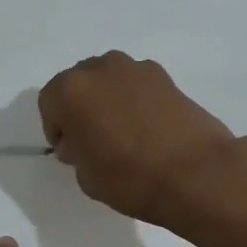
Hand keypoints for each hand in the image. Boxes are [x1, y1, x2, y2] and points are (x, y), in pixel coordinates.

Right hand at [38, 51, 239, 223]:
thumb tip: (83, 140)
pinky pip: (136, 86)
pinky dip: (134, 101)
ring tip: (121, 133)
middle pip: (78, 84)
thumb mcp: (86, 176)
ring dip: (107, 101)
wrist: (197, 173)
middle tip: (92, 139)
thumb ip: (76, 150)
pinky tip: (147, 129)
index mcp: (71, 90)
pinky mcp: (166, 76)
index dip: (57, 129)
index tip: (70, 151)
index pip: (49, 103)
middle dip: (80, 108)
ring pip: (108, 81)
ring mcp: (136, 68)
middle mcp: (100, 69)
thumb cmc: (130, 178)